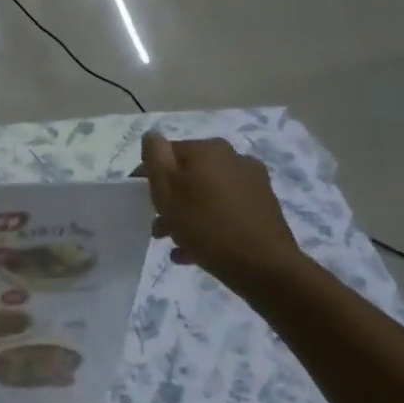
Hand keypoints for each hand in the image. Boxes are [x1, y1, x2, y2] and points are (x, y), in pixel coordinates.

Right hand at [137, 133, 308, 292]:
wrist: (264, 266)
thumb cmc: (205, 224)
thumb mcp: (167, 189)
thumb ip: (155, 157)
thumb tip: (152, 136)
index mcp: (209, 149)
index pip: (167, 152)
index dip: (149, 173)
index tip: (139, 198)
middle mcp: (234, 159)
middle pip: (189, 175)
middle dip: (170, 198)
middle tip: (157, 225)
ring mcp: (253, 184)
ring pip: (207, 195)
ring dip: (187, 214)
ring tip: (173, 241)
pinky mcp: (264, 209)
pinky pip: (225, 212)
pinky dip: (208, 225)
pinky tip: (194, 250)